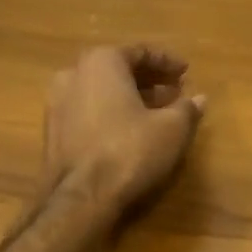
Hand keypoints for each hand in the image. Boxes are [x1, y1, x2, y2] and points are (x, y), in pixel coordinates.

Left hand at [40, 46, 205, 211]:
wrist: (79, 198)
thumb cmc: (129, 151)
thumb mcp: (172, 129)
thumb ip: (187, 108)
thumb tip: (199, 99)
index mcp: (101, 62)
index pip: (140, 52)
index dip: (167, 62)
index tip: (186, 72)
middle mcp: (73, 74)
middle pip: (118, 69)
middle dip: (149, 80)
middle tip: (175, 91)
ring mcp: (57, 104)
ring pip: (102, 91)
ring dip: (131, 97)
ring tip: (159, 112)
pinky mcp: (52, 132)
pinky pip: (89, 111)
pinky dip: (112, 113)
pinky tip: (132, 131)